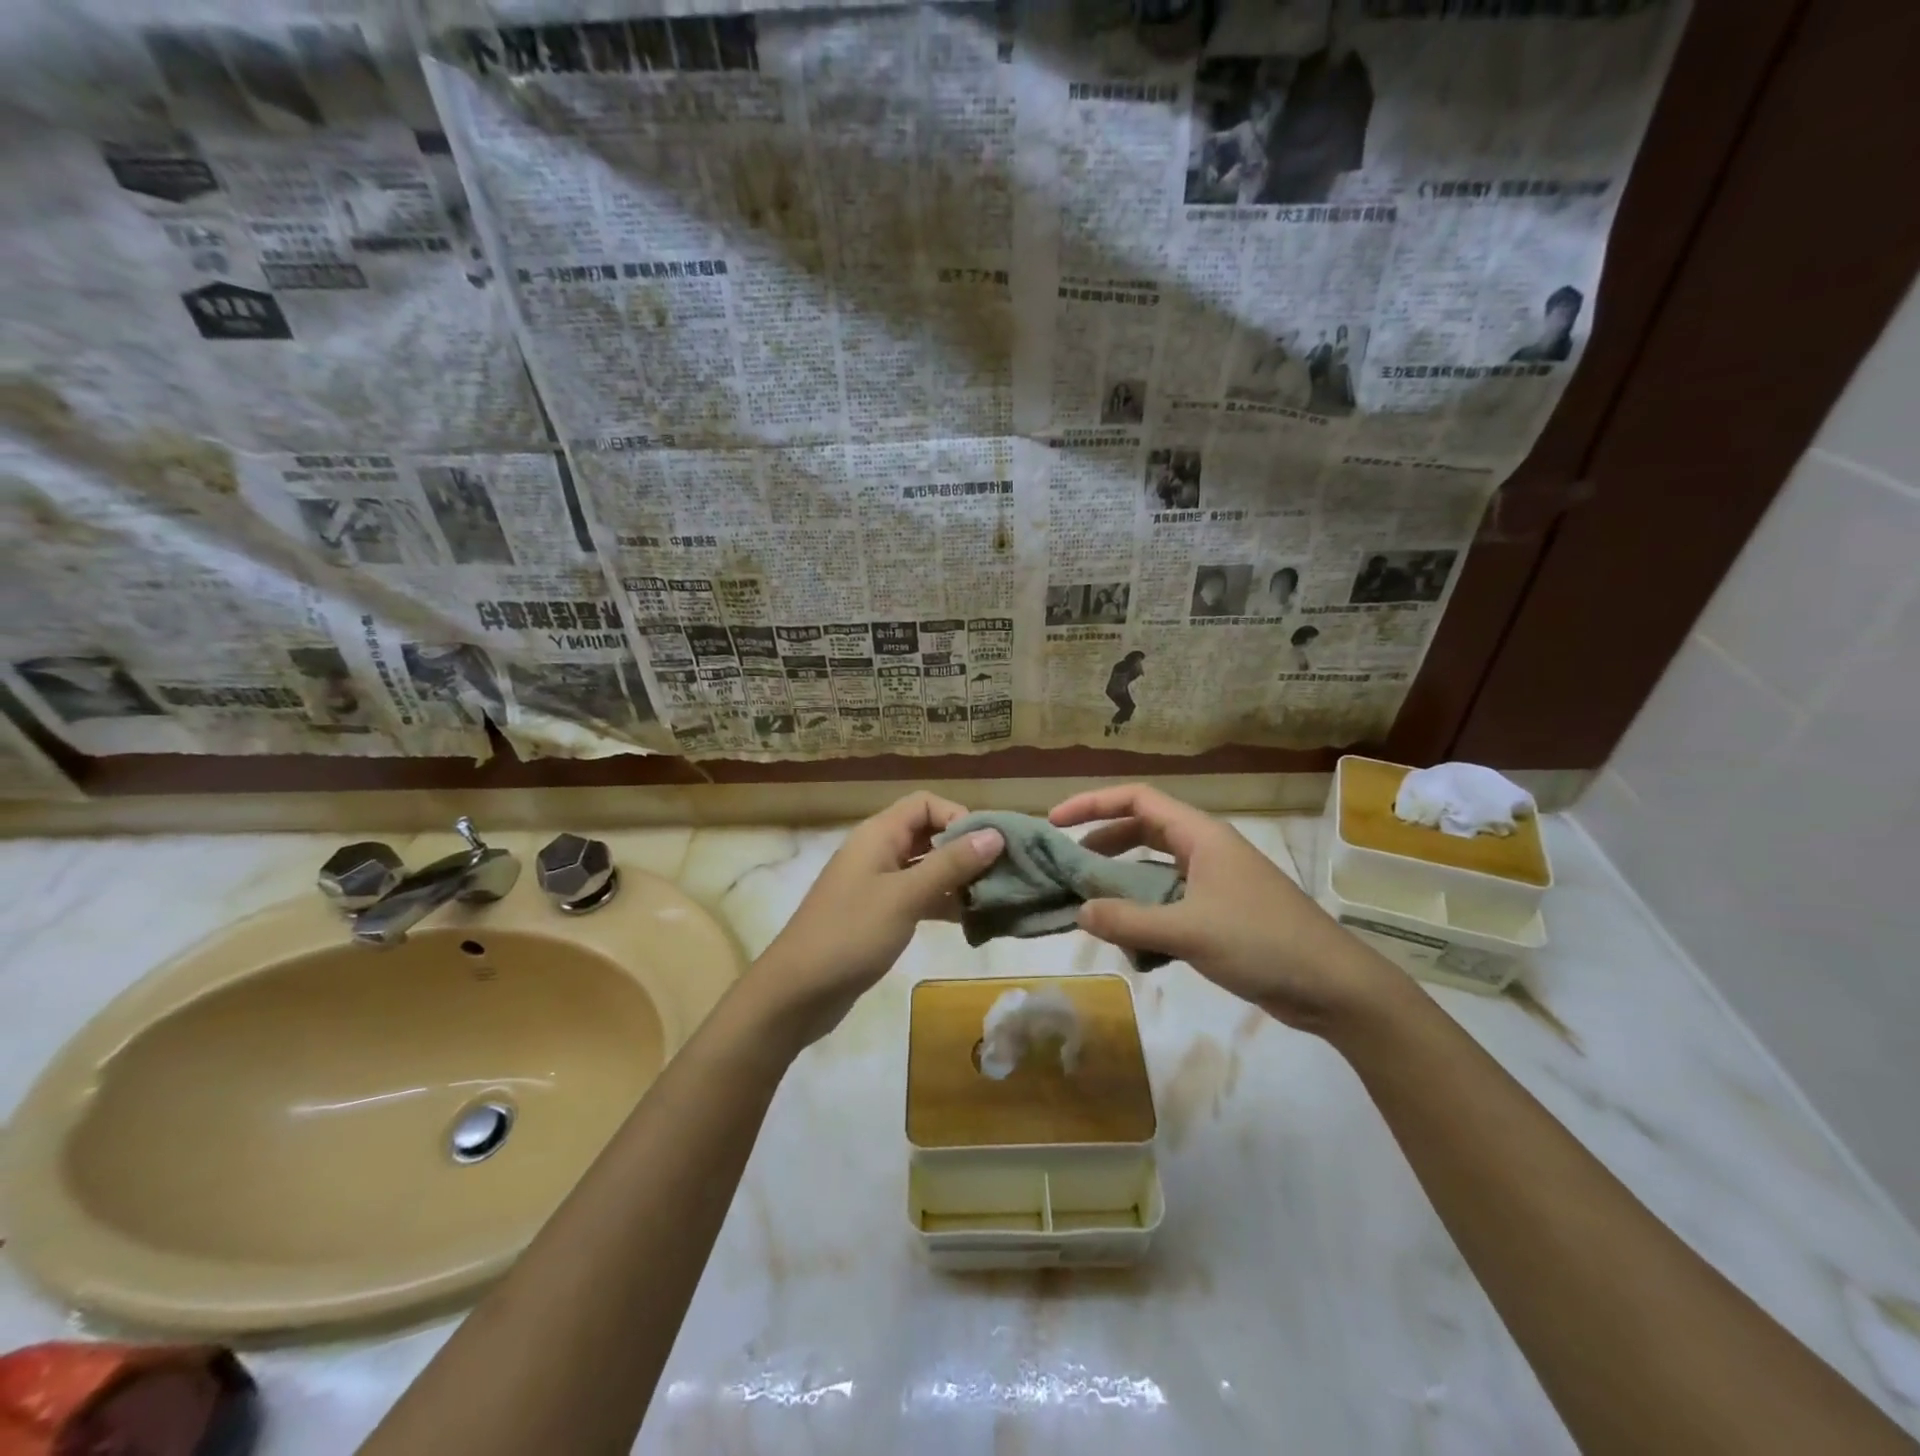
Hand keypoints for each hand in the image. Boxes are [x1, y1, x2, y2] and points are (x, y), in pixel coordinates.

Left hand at [747, 792, 1004, 1048]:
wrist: (797, 991)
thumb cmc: (851, 934)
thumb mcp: (905, 896)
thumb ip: (951, 864)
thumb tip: (995, 834)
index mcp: (878, 835)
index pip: (925, 804)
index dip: (958, 817)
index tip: (987, 847)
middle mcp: (878, 851)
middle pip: (929, 834)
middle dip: (965, 849)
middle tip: (1000, 874)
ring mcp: (878, 884)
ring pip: (926, 868)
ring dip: (958, 879)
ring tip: (994, 899)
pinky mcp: (879, 915)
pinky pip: (918, 896)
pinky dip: (943, 903)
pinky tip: (971, 922)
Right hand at [1049, 784, 1398, 1034]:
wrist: (1333, 987)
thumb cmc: (1262, 942)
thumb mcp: (1188, 930)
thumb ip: (1129, 920)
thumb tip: (1079, 911)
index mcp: (1200, 836)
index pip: (1137, 799)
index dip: (1093, 804)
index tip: (1055, 823)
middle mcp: (1205, 850)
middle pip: (1143, 829)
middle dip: (1103, 841)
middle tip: (1068, 862)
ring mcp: (1215, 881)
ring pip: (1155, 867)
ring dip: (1122, 879)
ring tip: (1090, 899)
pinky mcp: (1220, 912)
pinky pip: (1169, 898)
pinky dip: (1144, 909)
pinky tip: (1130, 937)